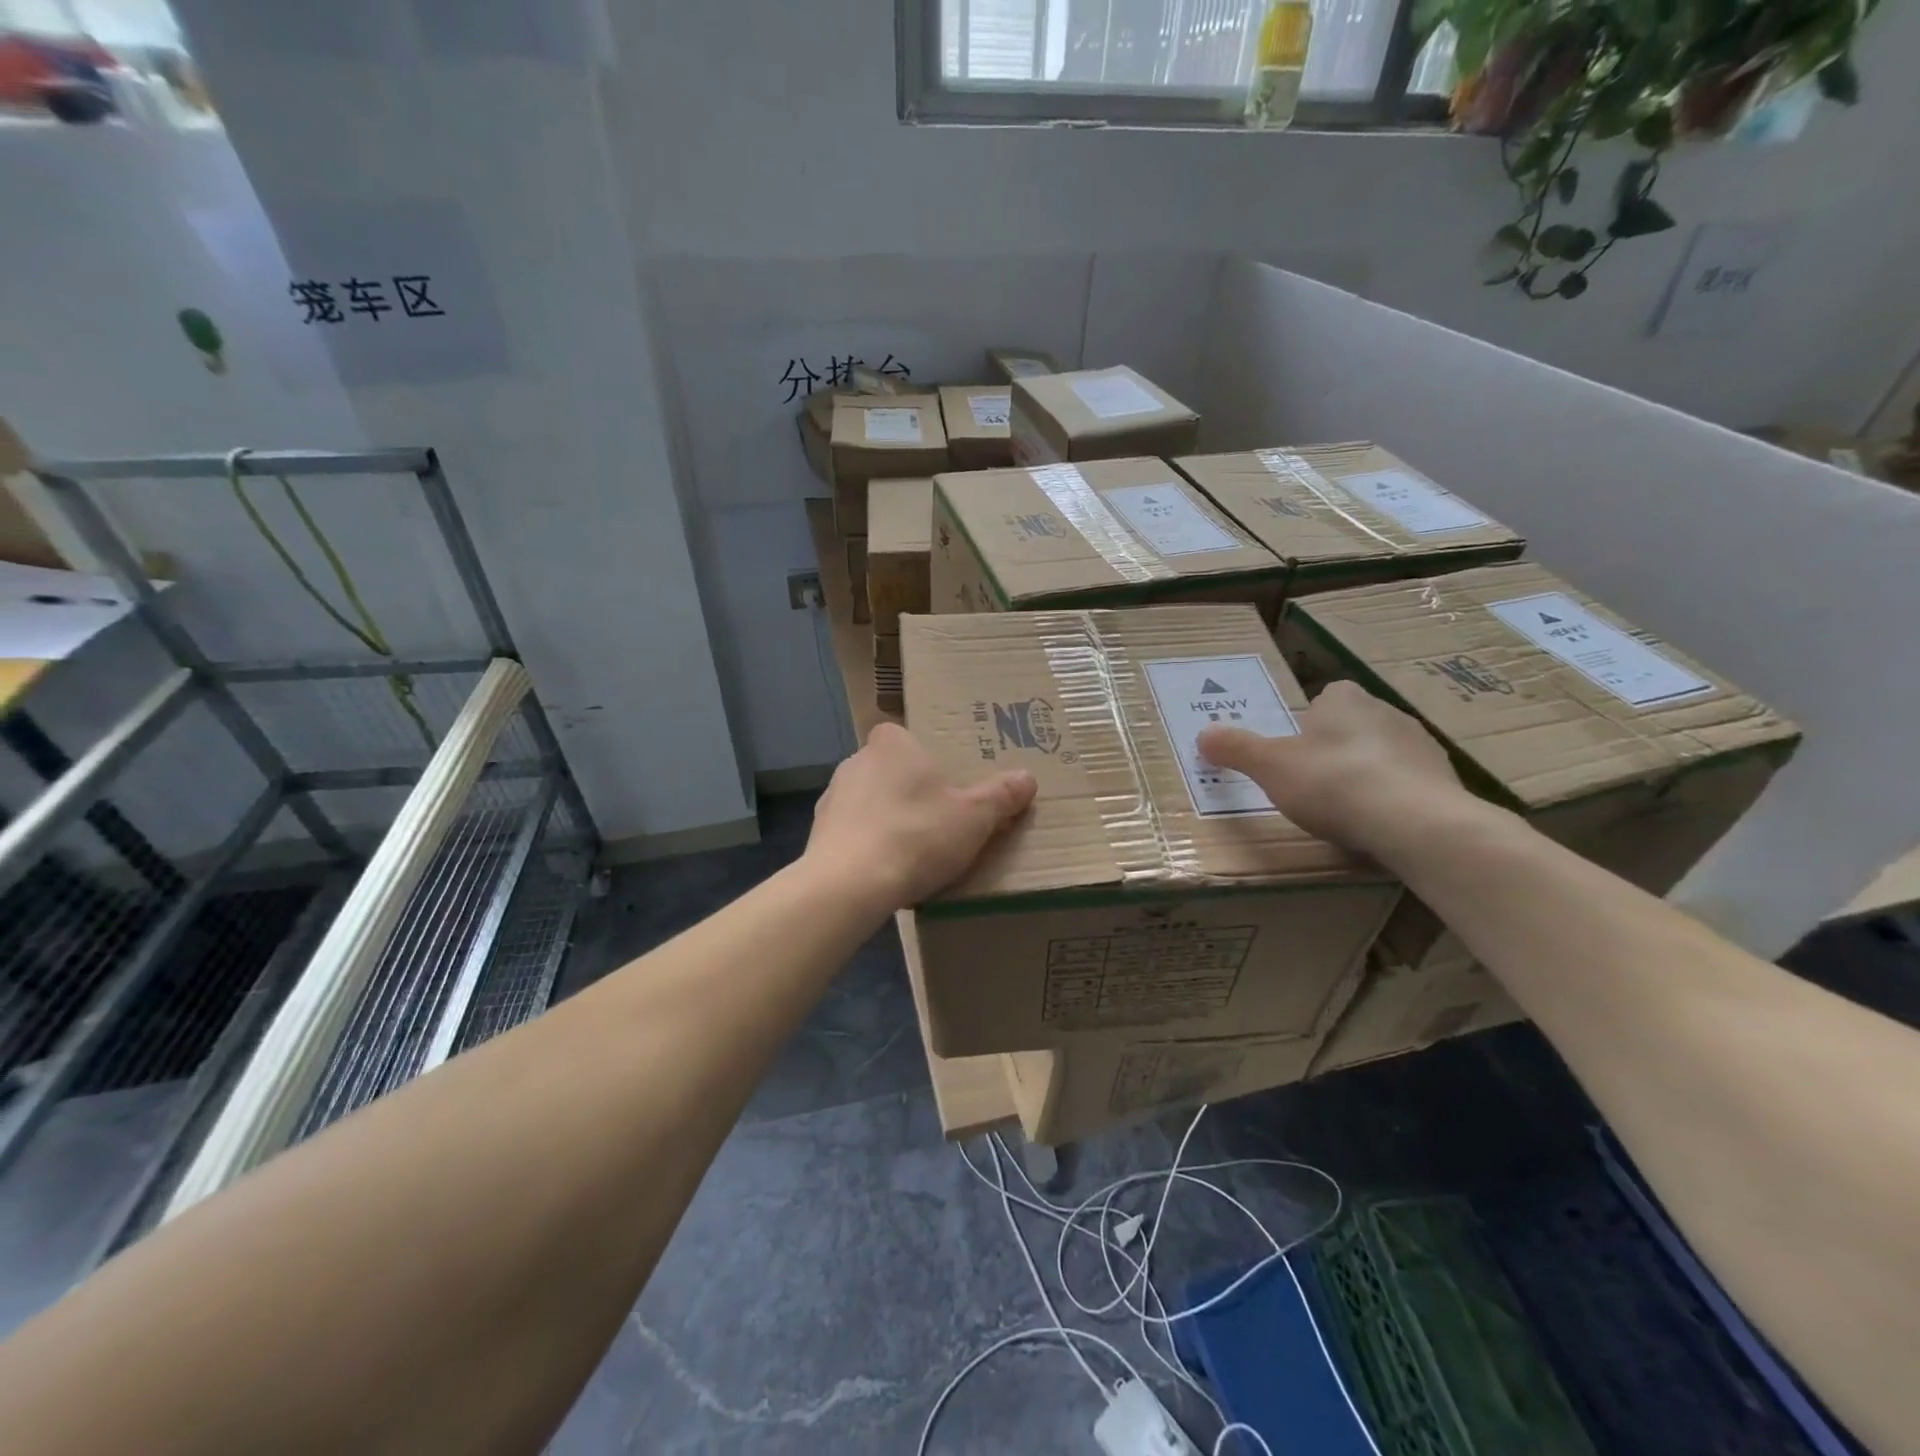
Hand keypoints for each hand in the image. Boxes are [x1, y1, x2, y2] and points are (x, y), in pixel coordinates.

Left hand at [806, 723, 1037, 912]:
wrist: (849, 885)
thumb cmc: (916, 835)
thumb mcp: (974, 817)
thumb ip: (1001, 795)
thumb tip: (1028, 778)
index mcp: (891, 745)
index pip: (904, 735)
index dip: (922, 755)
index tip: (943, 781)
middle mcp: (855, 762)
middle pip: (888, 769)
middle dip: (908, 790)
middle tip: (937, 817)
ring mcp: (832, 798)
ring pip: (867, 801)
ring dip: (886, 818)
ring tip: (912, 850)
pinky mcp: (818, 835)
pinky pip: (851, 832)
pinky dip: (867, 845)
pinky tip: (885, 871)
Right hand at [1195, 680, 1479, 859]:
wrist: (1414, 822)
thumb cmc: (1332, 781)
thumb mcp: (1269, 766)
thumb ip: (1236, 749)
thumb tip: (1203, 734)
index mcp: (1344, 699)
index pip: (1324, 698)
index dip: (1307, 723)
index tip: (1293, 752)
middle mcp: (1387, 712)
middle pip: (1352, 727)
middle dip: (1334, 750)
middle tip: (1311, 784)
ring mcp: (1422, 746)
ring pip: (1382, 756)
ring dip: (1366, 775)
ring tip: (1344, 811)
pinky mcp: (1445, 781)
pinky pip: (1409, 786)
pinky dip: (1393, 800)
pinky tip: (1377, 826)